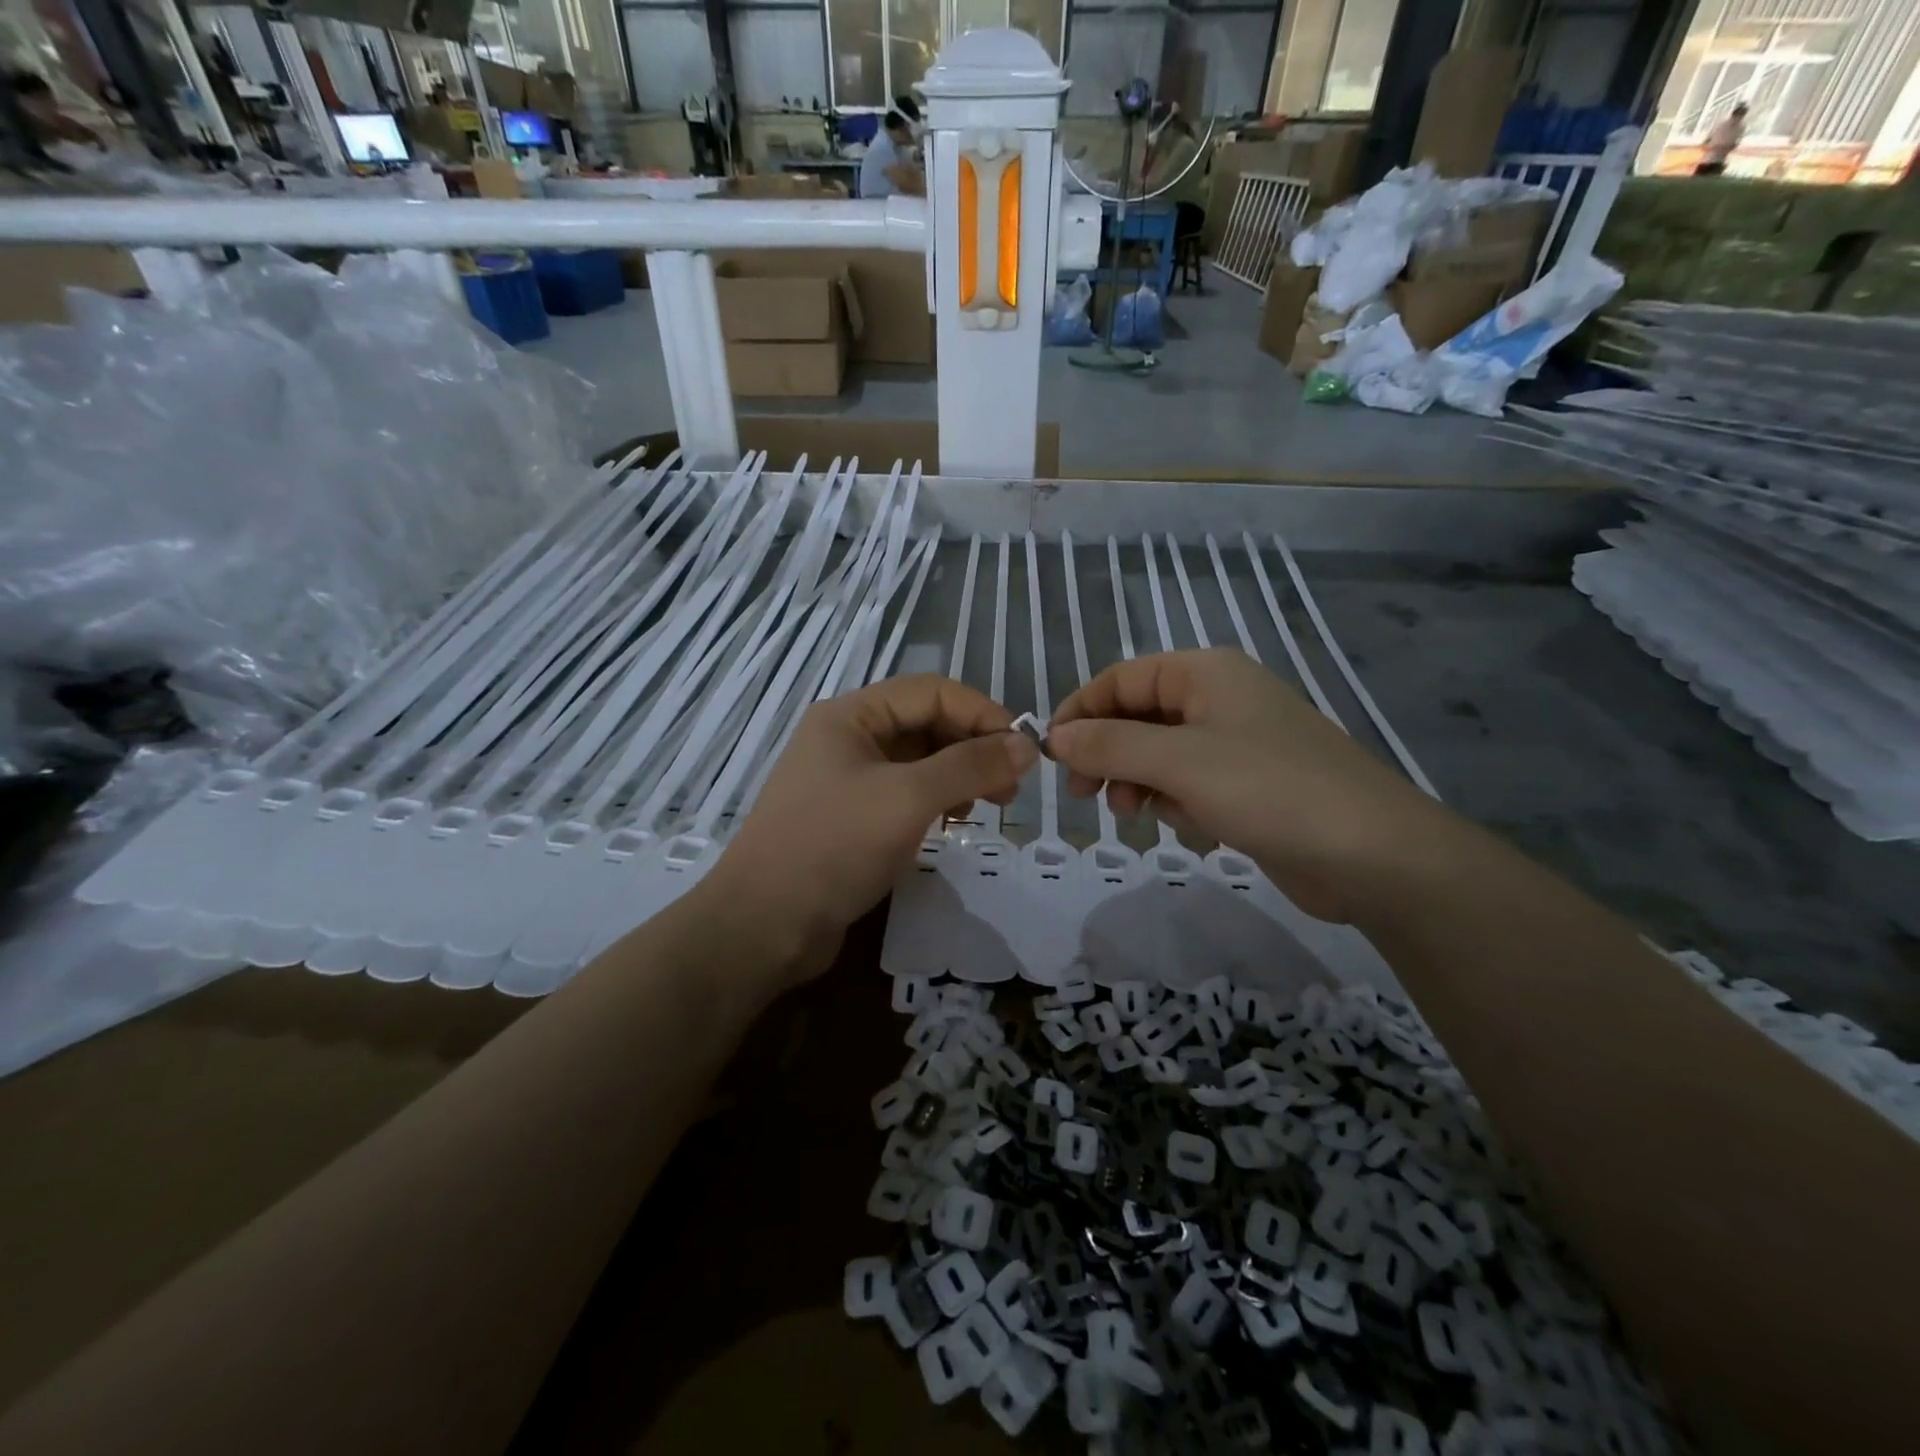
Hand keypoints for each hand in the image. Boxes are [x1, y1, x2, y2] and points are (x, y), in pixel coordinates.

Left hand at [705, 675, 1038, 986]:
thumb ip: (970, 766)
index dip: (981, 714)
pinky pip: (904, 794)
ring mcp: (846, 780)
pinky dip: (936, 801)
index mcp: (851, 715)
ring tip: (986, 806)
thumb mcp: (908, 798)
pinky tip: (952, 823)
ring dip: (958, 775)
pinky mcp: (850, 819)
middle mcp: (847, 738)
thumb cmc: (834, 846)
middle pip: (925, 724)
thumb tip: (1026, 745)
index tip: (1022, 752)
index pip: (931, 692)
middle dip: (973, 747)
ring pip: (918, 761)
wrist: (764, 926)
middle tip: (1010, 788)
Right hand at [1047, 648, 1451, 923]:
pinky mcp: (1247, 784)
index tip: (1051, 754)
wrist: (1372, 854)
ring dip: (1136, 781)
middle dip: (1106, 753)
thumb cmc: (1270, 789)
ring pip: (1158, 753)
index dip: (1081, 712)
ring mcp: (1235, 743)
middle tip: (1083, 794)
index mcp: (1205, 673)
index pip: (1121, 679)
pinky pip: (1187, 782)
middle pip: (1137, 716)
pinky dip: (1173, 800)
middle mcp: (1218, 699)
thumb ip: (1111, 745)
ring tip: (1132, 814)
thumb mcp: (1179, 762)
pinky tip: (1184, 824)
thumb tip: (1055, 737)